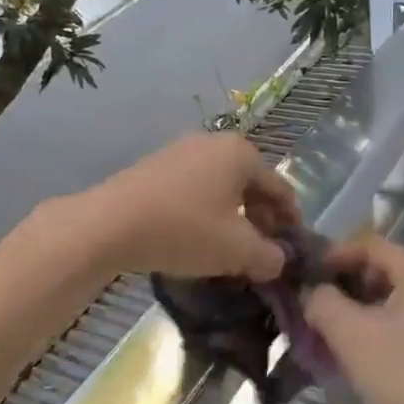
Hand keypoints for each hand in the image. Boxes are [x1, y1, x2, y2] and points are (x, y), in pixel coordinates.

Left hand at [80, 132, 301, 280]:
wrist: (109, 224)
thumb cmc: (184, 230)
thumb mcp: (237, 251)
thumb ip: (269, 257)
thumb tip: (278, 261)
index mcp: (242, 154)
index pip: (281, 189)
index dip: (291, 223)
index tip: (293, 251)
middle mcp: (214, 143)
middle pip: (250, 186)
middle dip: (260, 221)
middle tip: (263, 254)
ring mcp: (180, 151)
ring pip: (221, 189)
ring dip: (232, 219)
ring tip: (230, 251)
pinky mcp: (155, 167)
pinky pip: (194, 190)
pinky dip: (205, 213)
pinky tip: (197, 239)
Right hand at [304, 235, 403, 403]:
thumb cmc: (403, 375)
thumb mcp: (350, 334)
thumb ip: (322, 301)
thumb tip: (311, 291)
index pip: (369, 245)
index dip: (332, 256)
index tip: (304, 279)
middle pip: (381, 270)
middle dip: (342, 287)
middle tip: (311, 308)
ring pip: (391, 300)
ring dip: (356, 312)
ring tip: (325, 335)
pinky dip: (376, 330)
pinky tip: (354, 355)